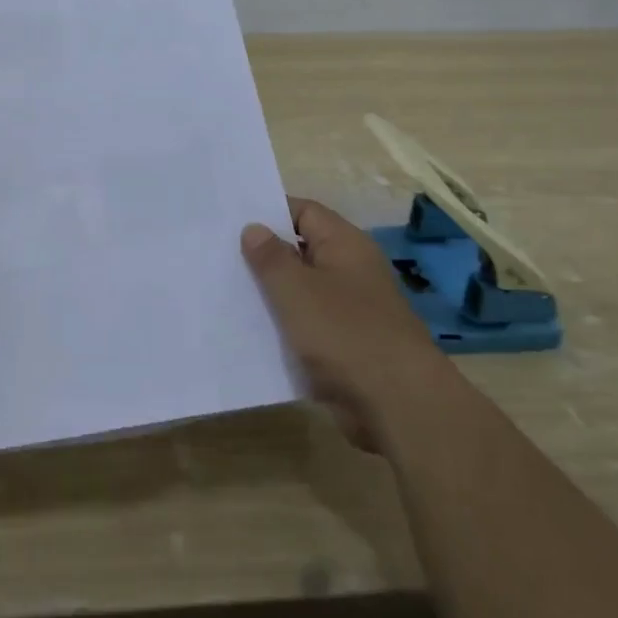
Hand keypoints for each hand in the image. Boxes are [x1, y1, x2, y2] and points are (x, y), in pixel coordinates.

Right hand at [242, 198, 442, 450]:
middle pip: (301, 251)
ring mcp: (351, 310)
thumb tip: (254, 228)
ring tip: (225, 293)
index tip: (231, 221)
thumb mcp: (296, 289)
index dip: (269, 212)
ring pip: (302, 292)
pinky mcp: (347, 346)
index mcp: (345, 244)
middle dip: (264, 256)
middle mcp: (351, 270)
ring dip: (271, 296)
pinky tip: (250, 334)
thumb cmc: (345, 333)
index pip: (304, 212)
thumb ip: (271, 257)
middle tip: (219, 256)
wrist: (398, 405)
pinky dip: (284, 329)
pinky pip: (308, 327)